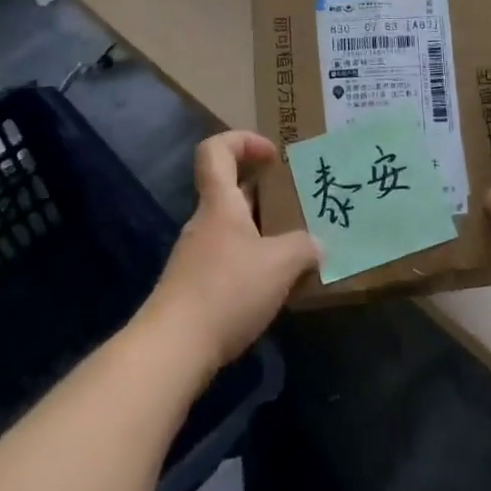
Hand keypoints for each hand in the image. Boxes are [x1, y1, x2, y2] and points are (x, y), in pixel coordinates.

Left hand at [139, 132, 321, 379]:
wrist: (173, 349)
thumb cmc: (226, 290)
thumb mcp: (279, 265)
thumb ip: (304, 248)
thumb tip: (318, 245)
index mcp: (220, 203)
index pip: (217, 150)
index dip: (243, 141)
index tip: (273, 156)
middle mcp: (205, 223)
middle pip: (232, 192)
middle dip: (268, 195)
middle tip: (300, 206)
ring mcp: (198, 257)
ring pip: (235, 230)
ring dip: (265, 234)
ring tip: (298, 251)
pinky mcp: (196, 289)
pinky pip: (230, 262)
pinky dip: (254, 266)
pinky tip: (276, 288)